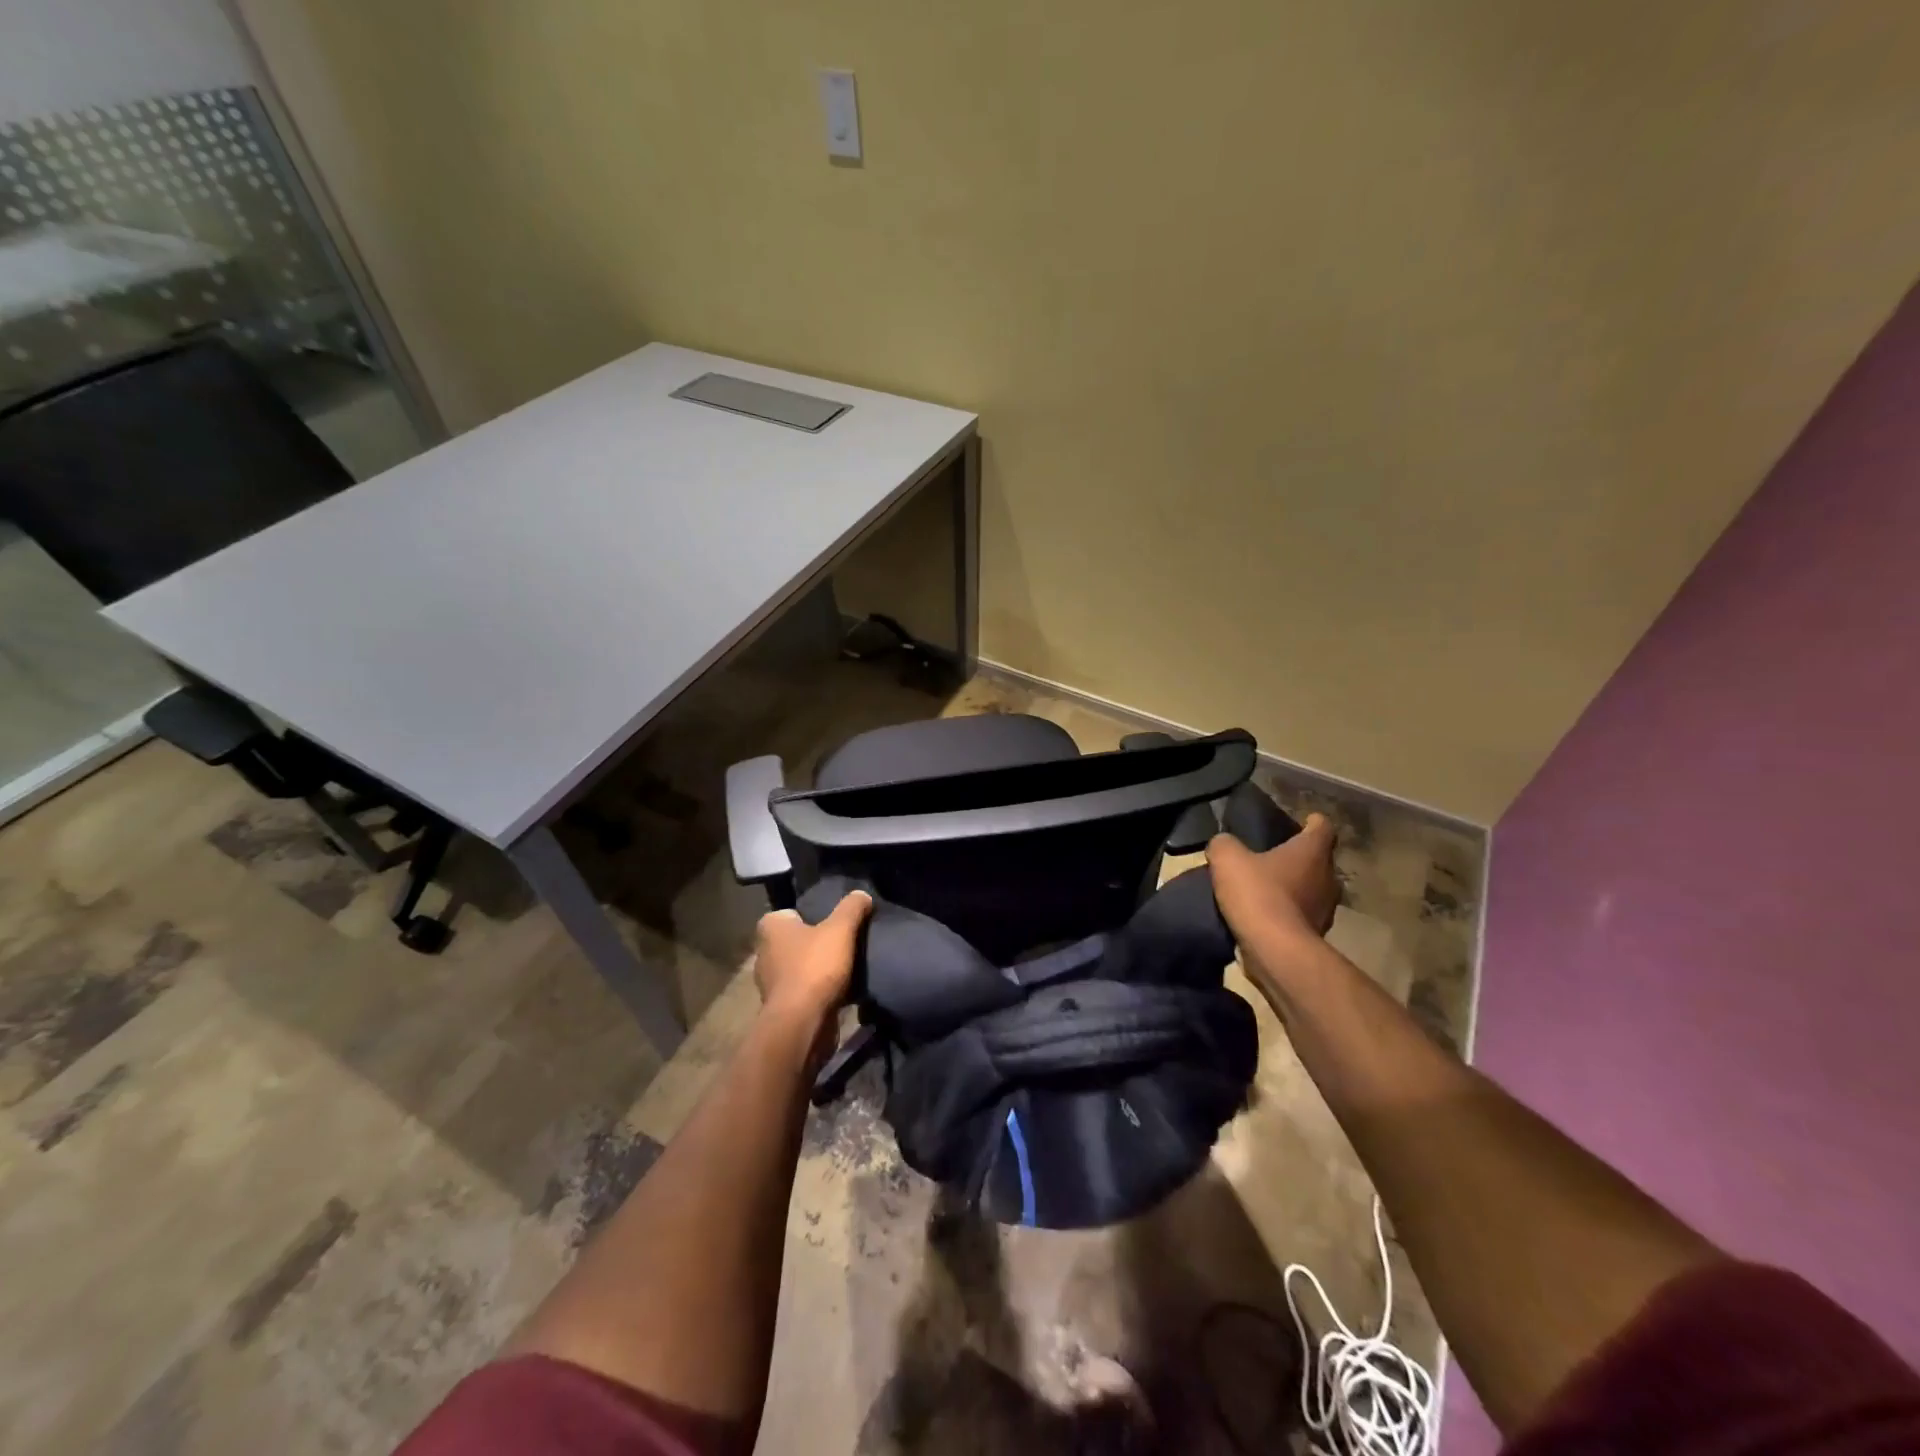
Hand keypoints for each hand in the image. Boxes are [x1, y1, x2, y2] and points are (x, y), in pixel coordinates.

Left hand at [751, 891, 871, 1025]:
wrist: (802, 1023)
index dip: (814, 915)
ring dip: (820, 968)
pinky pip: (805, 990)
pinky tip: (842, 989)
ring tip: (848, 966)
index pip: (792, 912)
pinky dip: (820, 990)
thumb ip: (852, 907)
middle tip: (846, 941)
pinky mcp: (783, 1007)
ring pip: (802, 966)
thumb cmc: (815, 967)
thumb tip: (862, 894)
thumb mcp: (840, 929)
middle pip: (798, 940)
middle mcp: (765, 952)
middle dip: (818, 942)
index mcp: (771, 928)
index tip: (835, 922)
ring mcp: (771, 982)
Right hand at [1207, 813, 1339, 942]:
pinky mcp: (1315, 934)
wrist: (1274, 951)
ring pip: (1311, 888)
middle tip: (1268, 856)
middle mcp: (1328, 877)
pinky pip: (1301, 914)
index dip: (1310, 821)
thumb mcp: (1227, 858)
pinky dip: (1286, 912)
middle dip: (1297, 857)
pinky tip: (1262, 914)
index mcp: (1312, 851)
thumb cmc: (1258, 894)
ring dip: (1292, 887)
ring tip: (1263, 887)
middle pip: (1317, 858)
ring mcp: (1325, 909)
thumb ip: (1224, 844)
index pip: (1322, 826)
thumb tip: (1224, 844)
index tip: (1297, 822)